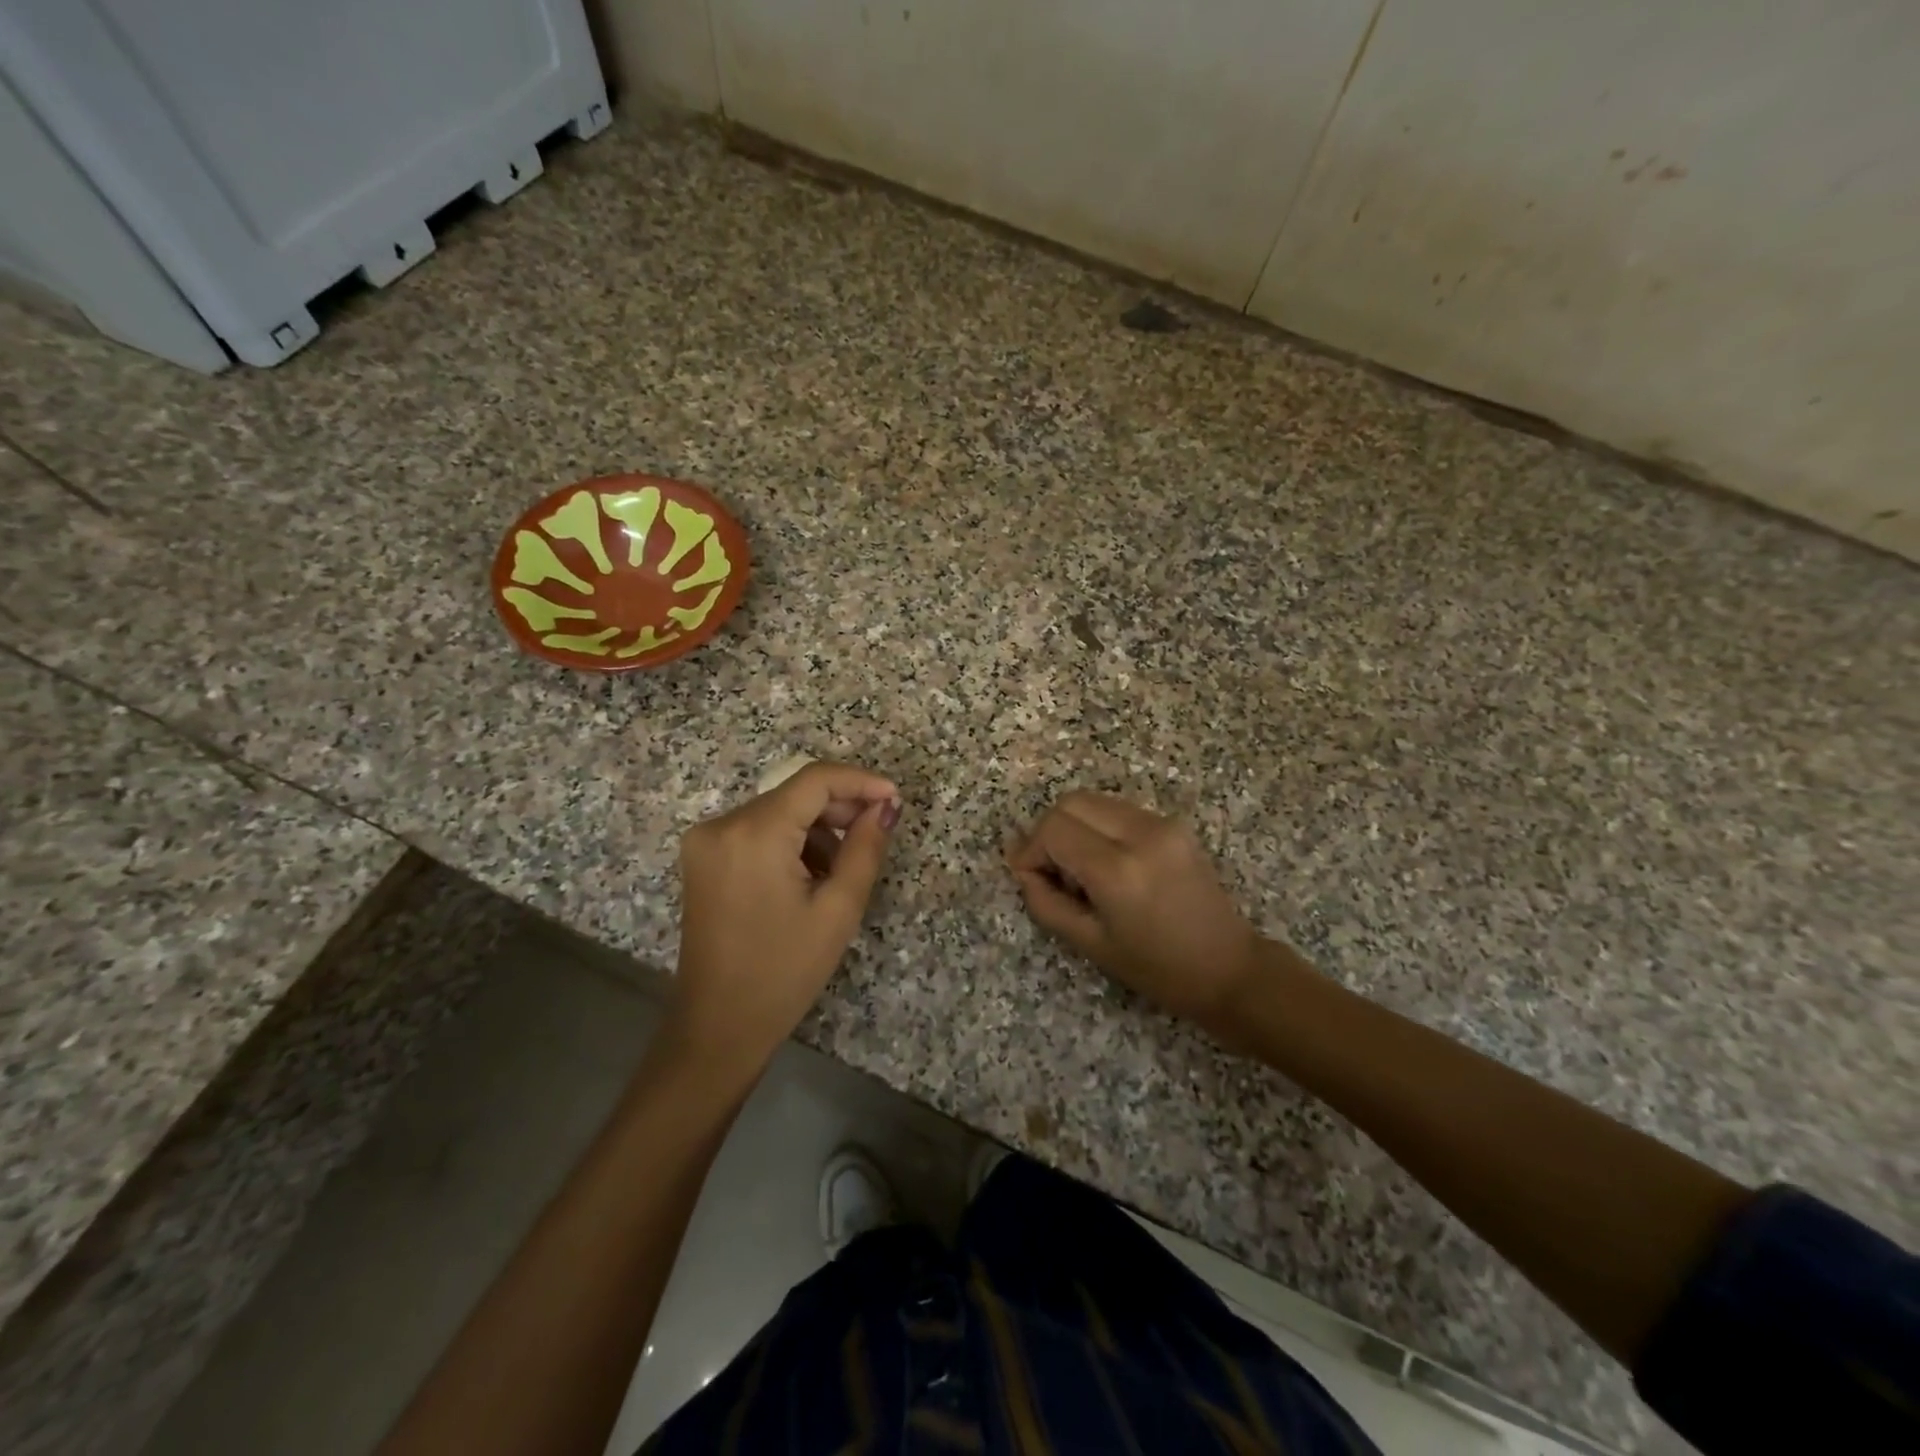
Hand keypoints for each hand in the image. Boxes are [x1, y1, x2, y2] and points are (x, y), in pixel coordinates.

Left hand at [671, 761, 900, 1076]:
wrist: (719, 1026)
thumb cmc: (785, 971)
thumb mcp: (838, 909)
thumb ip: (866, 846)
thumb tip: (886, 805)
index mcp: (754, 833)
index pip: (814, 780)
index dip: (860, 781)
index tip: (895, 798)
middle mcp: (722, 824)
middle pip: (794, 793)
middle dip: (840, 807)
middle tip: (877, 833)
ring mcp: (706, 840)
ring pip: (778, 811)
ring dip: (816, 829)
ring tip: (841, 870)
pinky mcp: (704, 857)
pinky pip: (758, 830)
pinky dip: (790, 842)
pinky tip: (809, 877)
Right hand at [1008, 791, 1262, 1043]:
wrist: (1229, 968)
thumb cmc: (1156, 969)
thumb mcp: (1090, 943)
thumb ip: (1045, 902)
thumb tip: (1022, 868)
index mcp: (1118, 870)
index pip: (1054, 829)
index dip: (1031, 850)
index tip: (1029, 877)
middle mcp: (1141, 833)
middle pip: (1071, 802)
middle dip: (1050, 832)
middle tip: (1052, 872)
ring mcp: (1162, 823)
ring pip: (1094, 801)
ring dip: (1075, 828)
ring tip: (1082, 872)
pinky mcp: (1174, 824)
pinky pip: (1118, 810)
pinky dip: (1099, 828)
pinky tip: (1108, 865)